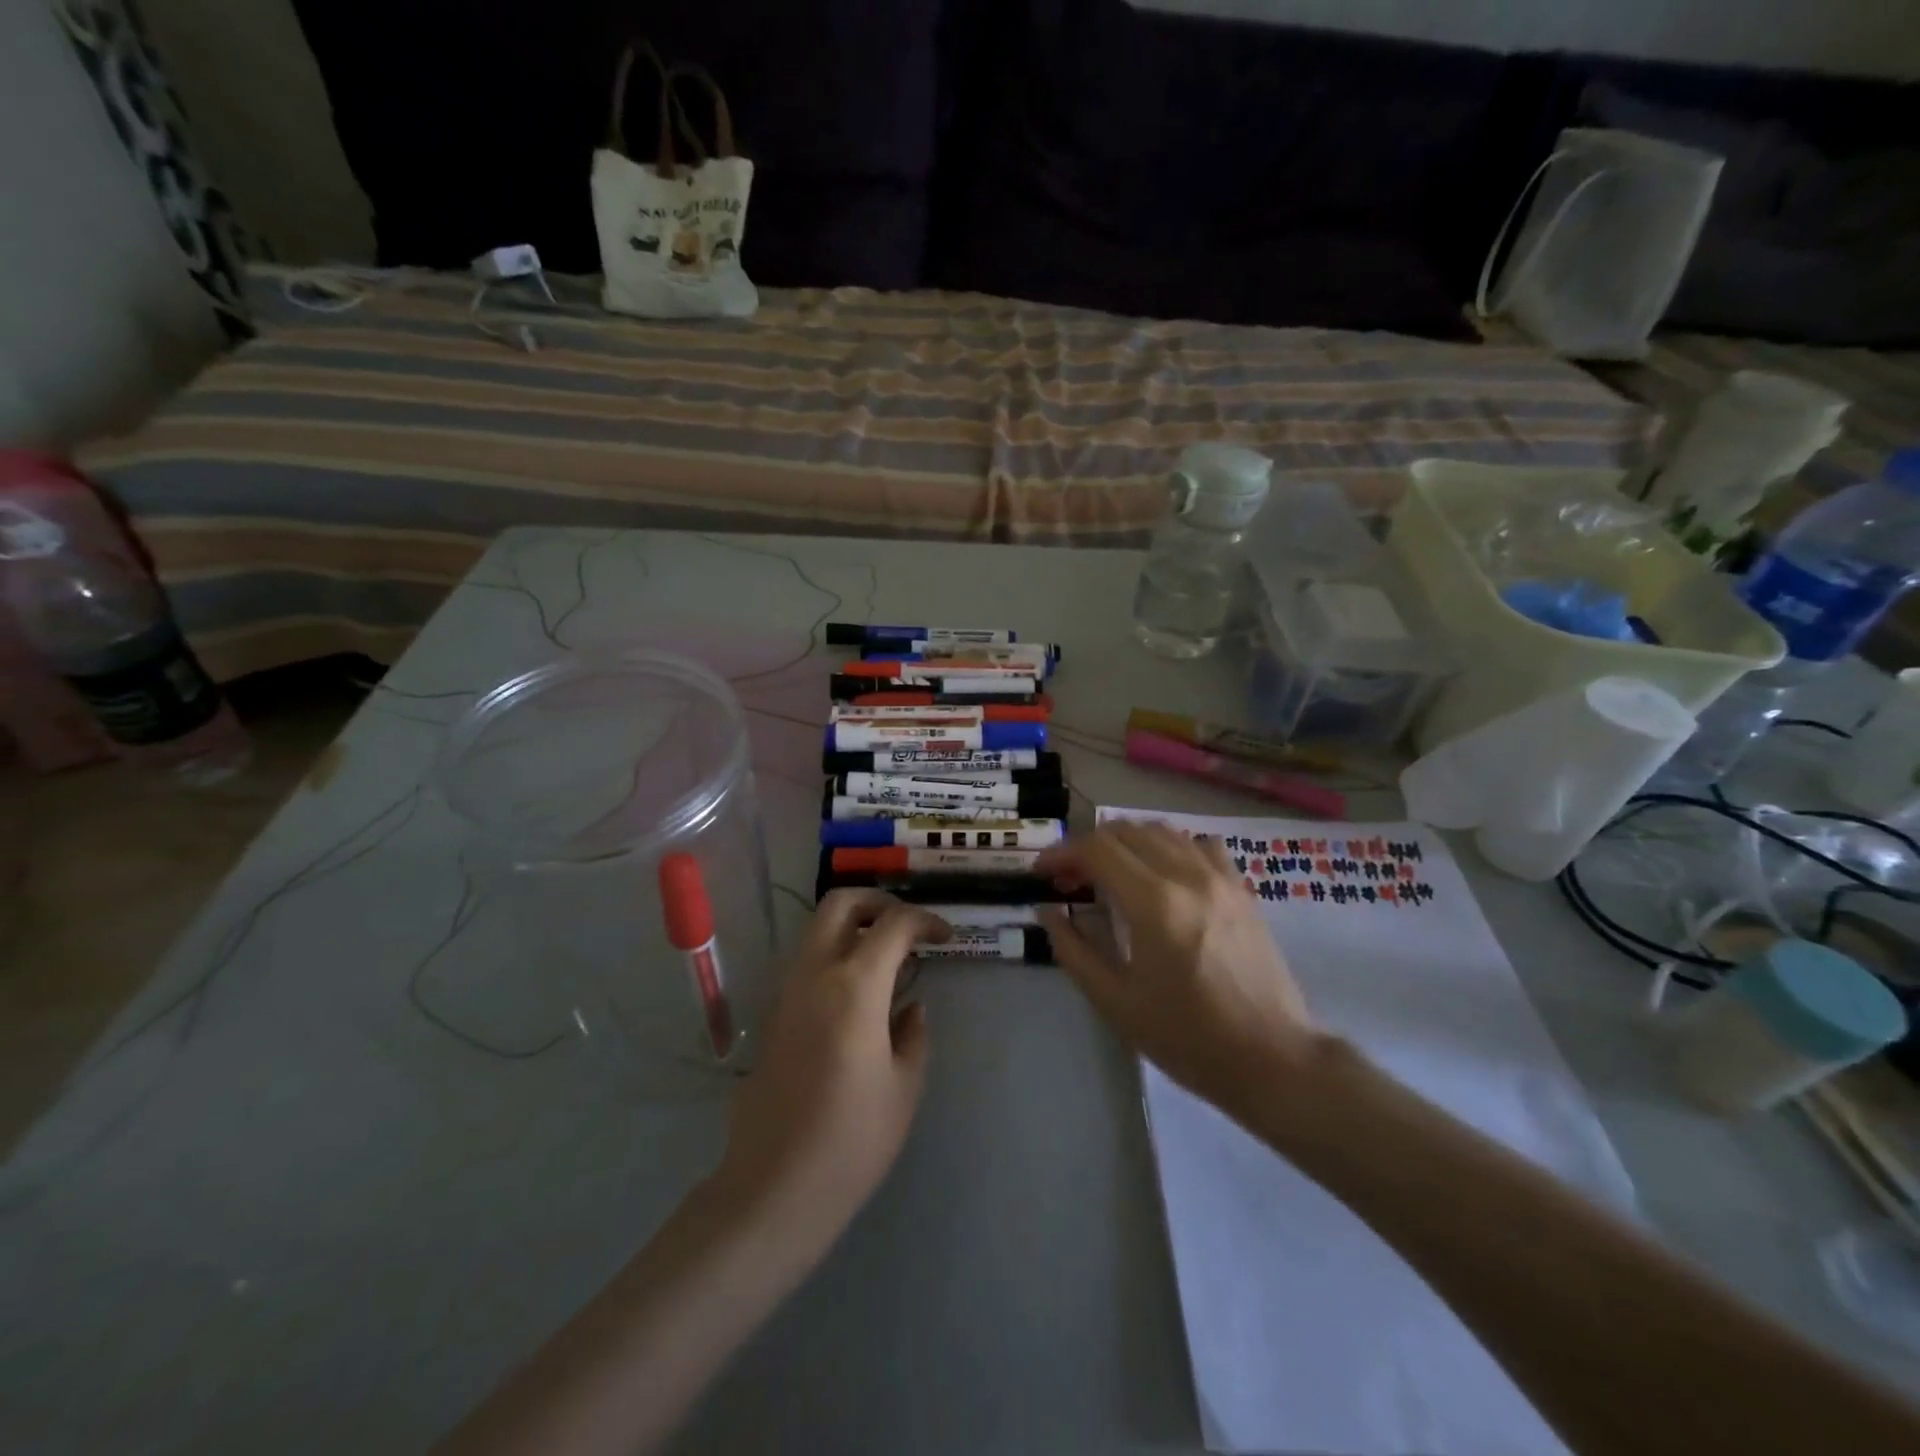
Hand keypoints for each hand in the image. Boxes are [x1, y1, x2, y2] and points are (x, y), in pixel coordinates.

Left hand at [711, 890, 947, 1248]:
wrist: (774, 1187)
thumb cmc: (852, 1141)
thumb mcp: (903, 1087)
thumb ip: (912, 1034)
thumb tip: (909, 1008)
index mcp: (854, 986)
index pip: (892, 924)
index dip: (925, 921)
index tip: (946, 938)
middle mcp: (815, 975)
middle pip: (840, 904)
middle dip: (879, 902)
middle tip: (908, 929)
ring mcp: (787, 992)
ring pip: (819, 930)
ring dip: (855, 928)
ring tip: (889, 960)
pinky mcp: (774, 1015)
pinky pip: (808, 963)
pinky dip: (837, 955)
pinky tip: (861, 994)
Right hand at [1036, 821, 1318, 1117]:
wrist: (1272, 1059)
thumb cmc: (1187, 1037)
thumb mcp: (1116, 1001)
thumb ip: (1073, 949)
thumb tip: (1047, 911)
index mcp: (1154, 903)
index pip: (1096, 849)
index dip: (1062, 853)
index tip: (1043, 872)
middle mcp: (1187, 875)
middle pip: (1126, 832)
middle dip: (1088, 847)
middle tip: (1071, 878)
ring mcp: (1220, 878)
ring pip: (1162, 831)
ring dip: (1126, 843)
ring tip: (1110, 873)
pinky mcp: (1242, 889)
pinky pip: (1200, 845)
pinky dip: (1170, 847)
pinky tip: (1162, 874)